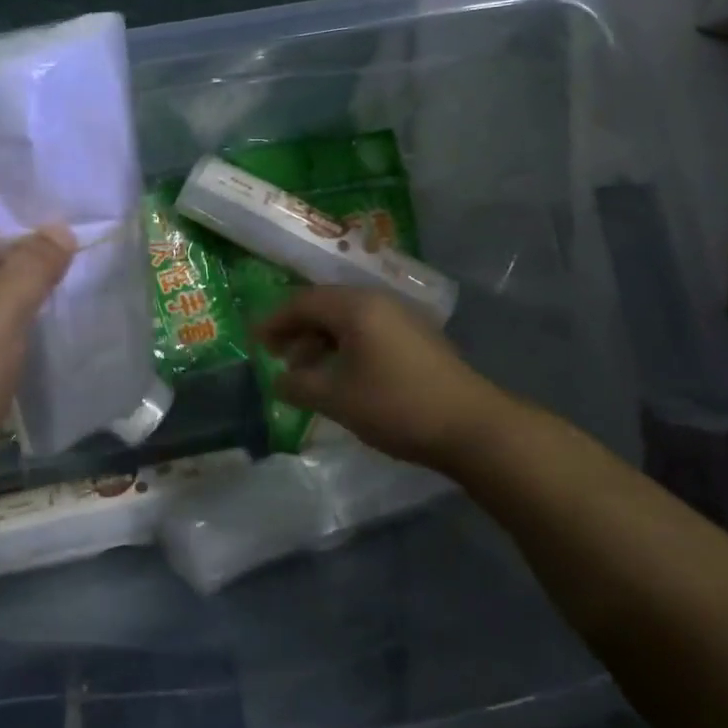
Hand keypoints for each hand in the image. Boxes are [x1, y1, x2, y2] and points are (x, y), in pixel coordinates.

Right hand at [252, 287, 513, 472]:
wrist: (473, 427)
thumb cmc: (396, 405)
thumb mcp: (337, 399)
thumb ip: (300, 386)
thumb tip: (277, 380)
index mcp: (356, 306)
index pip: (302, 301)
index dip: (274, 320)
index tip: (254, 340)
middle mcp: (378, 301)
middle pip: (325, 306)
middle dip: (297, 330)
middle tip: (277, 357)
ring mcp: (402, 317)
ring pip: (348, 319)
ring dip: (321, 341)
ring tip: (307, 373)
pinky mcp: (418, 338)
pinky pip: (368, 330)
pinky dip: (346, 347)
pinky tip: (342, 376)